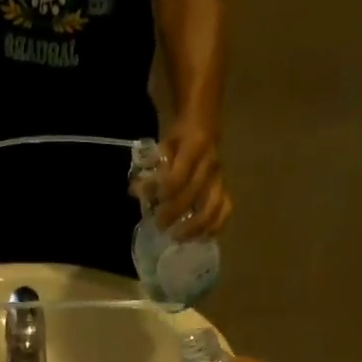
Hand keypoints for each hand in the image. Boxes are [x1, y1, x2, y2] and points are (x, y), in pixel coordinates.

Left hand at [155, 120, 232, 238]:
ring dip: (195, 226)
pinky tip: (202, 237)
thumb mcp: (162, 145)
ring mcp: (220, 178)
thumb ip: (150, 168)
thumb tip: (136, 192)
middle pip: (194, 195)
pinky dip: (215, 226)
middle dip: (175, 213)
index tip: (152, 205)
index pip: (179, 176)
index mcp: (195, 146)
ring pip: (213, 207)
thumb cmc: (178, 137)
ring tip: (179, 238)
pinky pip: (225, 210)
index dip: (164, 193)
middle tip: (160, 226)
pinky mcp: (225, 188)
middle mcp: (211, 163)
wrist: (204, 124)